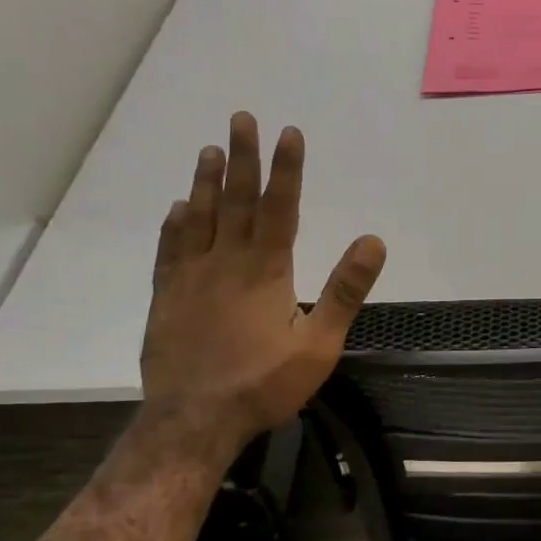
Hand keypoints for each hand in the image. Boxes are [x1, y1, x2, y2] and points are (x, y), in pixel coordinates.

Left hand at [142, 112, 385, 451]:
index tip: (289, 132)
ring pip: (199, 218)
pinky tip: (178, 208)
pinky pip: (170, 250)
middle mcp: (225, 262)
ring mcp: (190, 278)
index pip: (279, 208)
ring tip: (209, 149)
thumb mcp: (319, 344)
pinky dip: (175, 224)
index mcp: (266, 271)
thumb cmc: (263, 384)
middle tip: (239, 119)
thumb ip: (345, 290)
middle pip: (235, 200)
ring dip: (206, 182)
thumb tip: (372, 241)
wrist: (194, 421)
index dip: (286, 169)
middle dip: (242, 158)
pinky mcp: (167, 298)